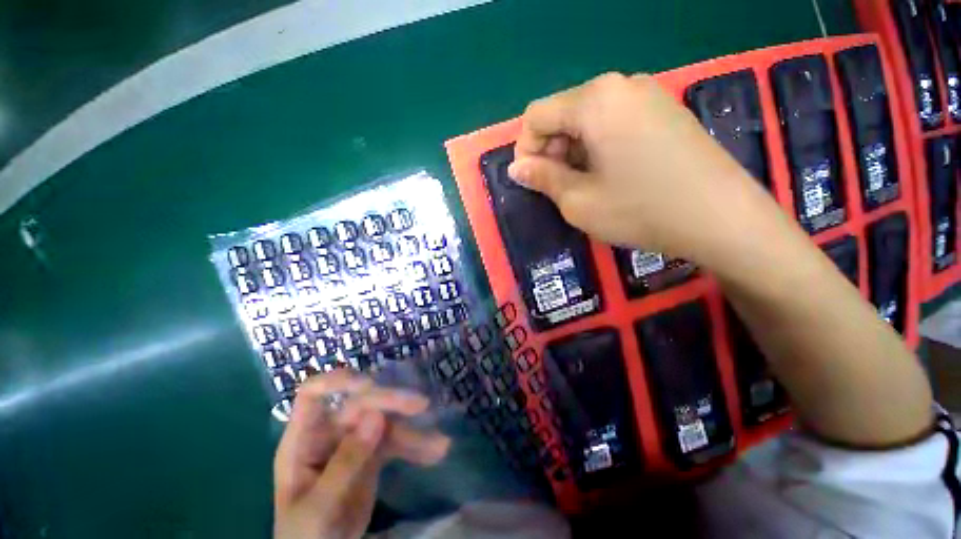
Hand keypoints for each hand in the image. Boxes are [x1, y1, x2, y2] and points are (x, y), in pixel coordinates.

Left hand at [273, 371, 450, 538]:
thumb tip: (376, 414)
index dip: (337, 382)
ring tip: (440, 442)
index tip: (369, 384)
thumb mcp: (320, 507)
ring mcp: (353, 441)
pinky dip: (416, 446)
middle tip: (421, 405)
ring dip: (412, 430)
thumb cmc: (306, 536)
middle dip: (391, 402)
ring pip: (384, 421)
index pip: (313, 394)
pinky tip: (436, 452)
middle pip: (361, 403)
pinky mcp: (372, 453)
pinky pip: (396, 442)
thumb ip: (345, 463)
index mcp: (303, 440)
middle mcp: (330, 433)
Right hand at [508, 72, 773, 259]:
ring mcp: (647, 94)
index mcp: (594, 101)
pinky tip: (609, 174)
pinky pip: (613, 121)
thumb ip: (542, 178)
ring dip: (573, 150)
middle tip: (558, 187)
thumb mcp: (578, 201)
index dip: (526, 150)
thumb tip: (517, 168)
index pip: (536, 115)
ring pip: (587, 118)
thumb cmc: (640, 210)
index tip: (532, 181)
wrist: (721, 218)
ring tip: (584, 184)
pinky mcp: (664, 110)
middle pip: (563, 112)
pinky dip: (597, 146)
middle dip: (551, 150)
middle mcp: (620, 84)